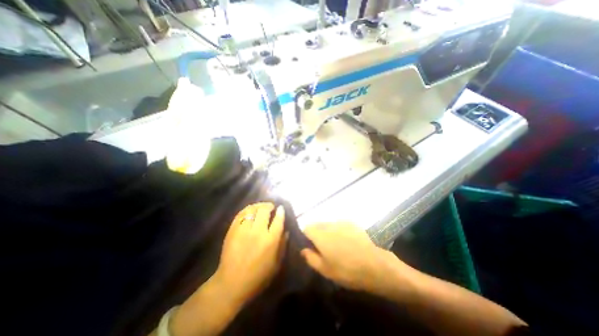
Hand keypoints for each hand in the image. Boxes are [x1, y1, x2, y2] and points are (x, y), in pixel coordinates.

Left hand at [213, 203, 287, 303]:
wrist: (231, 284)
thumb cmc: (258, 277)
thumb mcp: (277, 264)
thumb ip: (283, 245)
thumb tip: (286, 231)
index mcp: (270, 240)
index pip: (278, 219)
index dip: (281, 211)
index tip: (281, 208)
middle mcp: (258, 231)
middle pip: (264, 210)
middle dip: (269, 206)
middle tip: (271, 207)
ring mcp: (244, 229)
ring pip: (252, 209)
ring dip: (259, 205)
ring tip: (261, 207)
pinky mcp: (233, 230)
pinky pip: (241, 214)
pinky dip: (247, 209)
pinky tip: (250, 210)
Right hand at [302, 223, 416, 295]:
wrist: (375, 265)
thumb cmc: (347, 270)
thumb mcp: (325, 270)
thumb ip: (311, 258)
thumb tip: (303, 250)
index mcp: (320, 235)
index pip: (306, 228)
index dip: (306, 236)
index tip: (310, 246)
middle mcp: (329, 224)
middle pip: (317, 224)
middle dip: (316, 234)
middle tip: (323, 248)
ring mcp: (341, 222)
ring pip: (328, 224)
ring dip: (328, 232)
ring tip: (336, 245)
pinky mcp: (351, 223)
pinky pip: (339, 224)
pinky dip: (338, 230)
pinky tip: (346, 242)